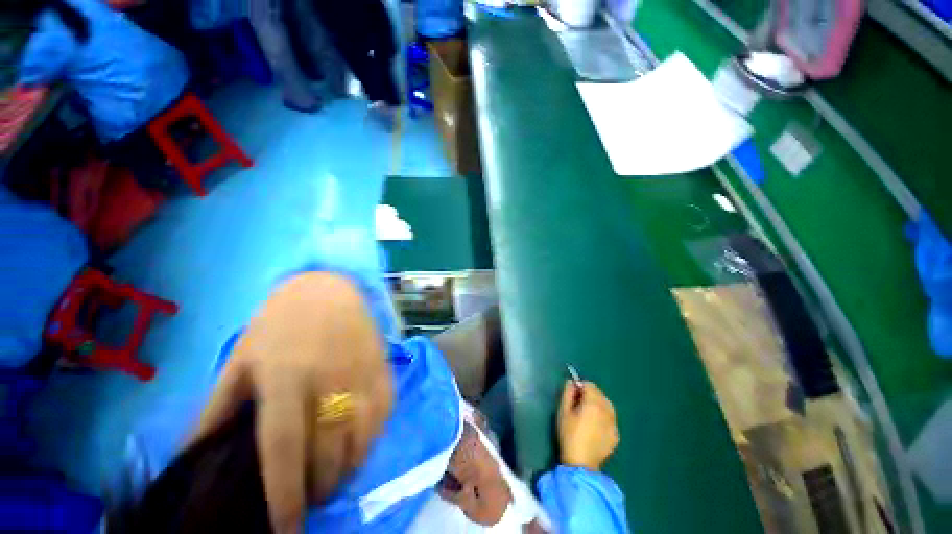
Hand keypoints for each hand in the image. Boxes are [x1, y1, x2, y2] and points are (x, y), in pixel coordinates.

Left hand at [192, 273, 393, 532]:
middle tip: (306, 497)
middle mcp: (330, 379)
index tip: (287, 532)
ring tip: (332, 475)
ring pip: (362, 437)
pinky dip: (371, 438)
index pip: (285, 450)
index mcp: (285, 378)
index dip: (285, 498)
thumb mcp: (240, 360)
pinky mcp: (384, 368)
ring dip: (348, 467)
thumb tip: (190, 458)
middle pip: (329, 451)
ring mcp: (364, 373)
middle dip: (319, 486)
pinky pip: (383, 414)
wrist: (330, 287)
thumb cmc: (281, 321)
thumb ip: (215, 410)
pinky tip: (358, 443)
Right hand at [557, 381, 618, 470]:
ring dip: (598, 405)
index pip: (589, 385)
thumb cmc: (569, 435)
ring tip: (587, 416)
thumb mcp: (563, 411)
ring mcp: (614, 423)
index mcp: (594, 403)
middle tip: (578, 405)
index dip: (580, 386)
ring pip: (607, 405)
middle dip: (589, 395)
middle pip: (599, 393)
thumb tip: (571, 382)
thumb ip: (567, 393)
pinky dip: (603, 417)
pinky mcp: (616, 435)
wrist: (581, 464)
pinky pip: (610, 419)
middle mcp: (607, 410)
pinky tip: (594, 427)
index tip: (573, 395)